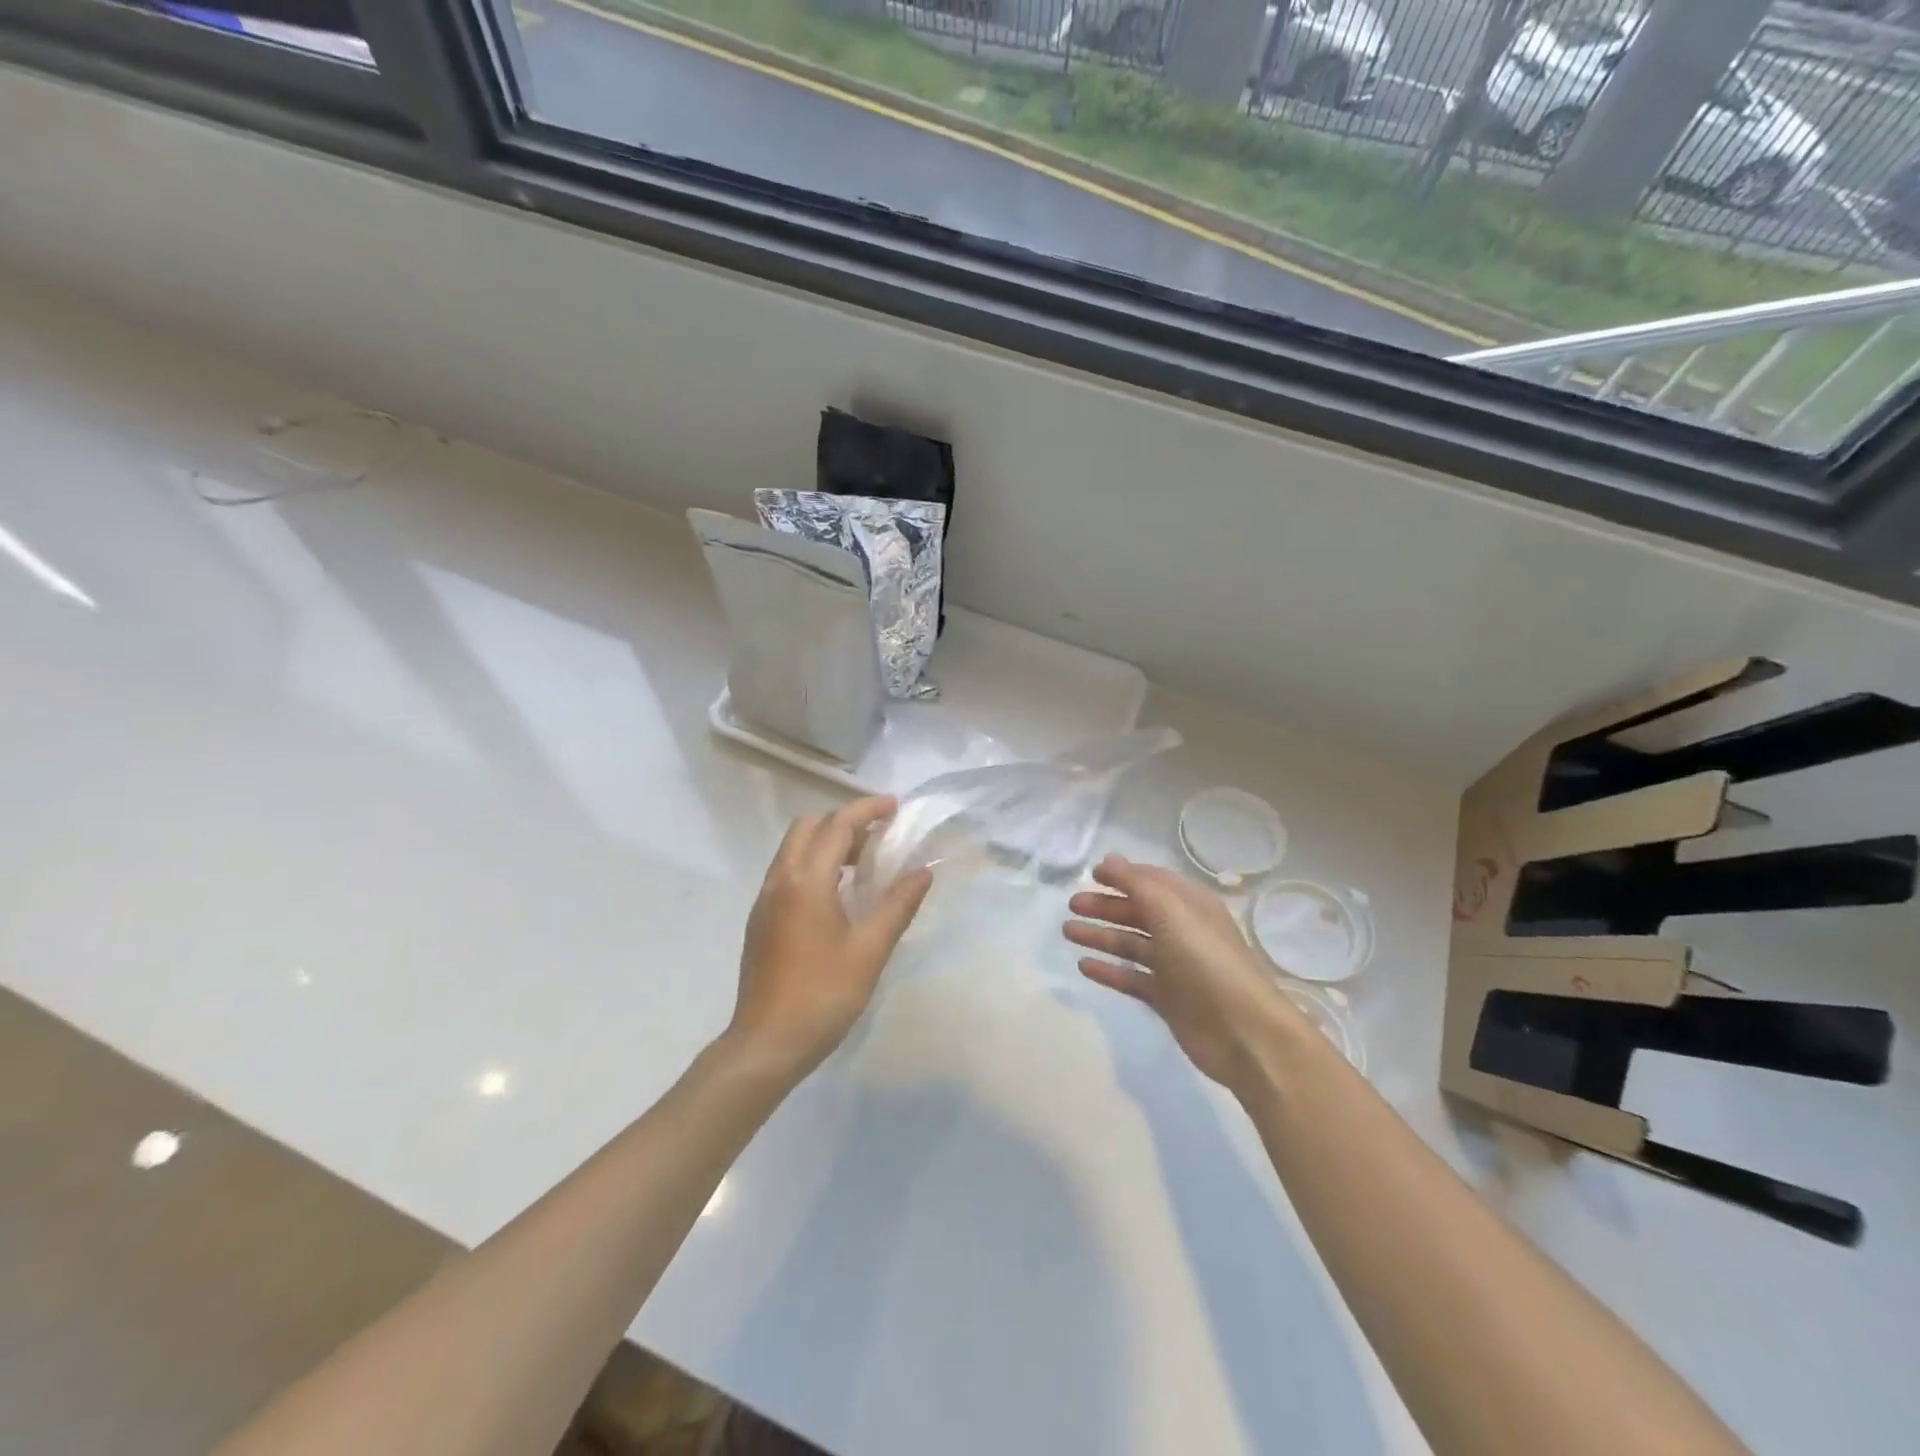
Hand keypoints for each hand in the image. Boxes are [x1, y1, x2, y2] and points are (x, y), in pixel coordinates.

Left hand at [726, 796, 933, 1083]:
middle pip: (809, 828)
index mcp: (807, 881)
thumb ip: (898, 904)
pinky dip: (812, 865)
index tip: (894, 807)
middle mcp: (780, 880)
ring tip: (864, 867)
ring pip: (794, 849)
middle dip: (844, 823)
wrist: (767, 1043)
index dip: (867, 810)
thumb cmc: (824, 994)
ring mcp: (765, 900)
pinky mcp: (760, 919)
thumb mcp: (870, 949)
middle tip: (878, 841)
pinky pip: (787, 872)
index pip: (838, 825)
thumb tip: (923, 871)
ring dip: (827, 844)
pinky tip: (837, 897)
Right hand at [1065, 855, 1307, 1091]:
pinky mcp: (1167, 998)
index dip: (1123, 875)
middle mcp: (1183, 931)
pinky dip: (1109, 971)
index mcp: (1190, 905)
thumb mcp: (1170, 910)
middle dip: (1105, 906)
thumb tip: (1109, 860)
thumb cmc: (1205, 960)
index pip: (1152, 881)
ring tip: (1068, 932)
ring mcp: (1175, 966)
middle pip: (1138, 912)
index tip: (1091, 874)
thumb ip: (1136, 883)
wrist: (1242, 1031)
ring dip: (1101, 935)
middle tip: (1072, 905)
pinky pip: (1132, 978)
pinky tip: (1084, 966)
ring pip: (1131, 944)